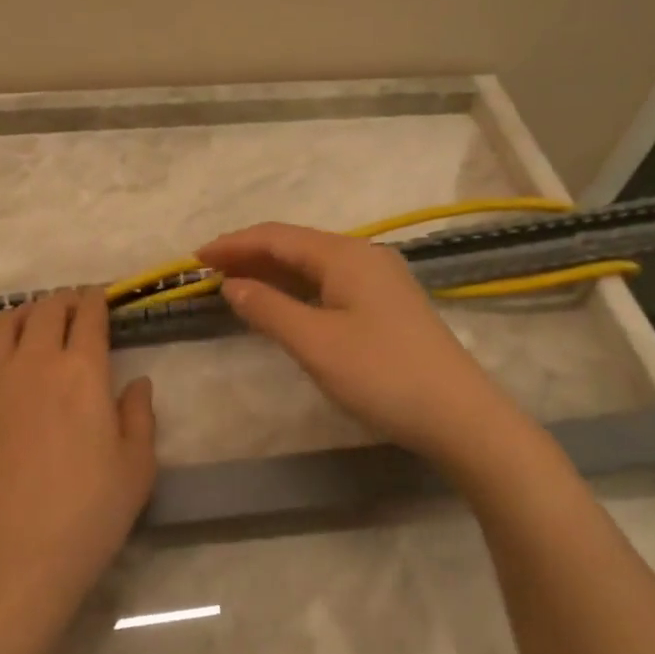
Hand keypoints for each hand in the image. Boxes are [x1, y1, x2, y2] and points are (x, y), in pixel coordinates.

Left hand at [0, 290, 156, 616]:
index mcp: (81, 372)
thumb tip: (137, 382)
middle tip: (70, 307)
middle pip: (45, 312)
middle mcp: (32, 364)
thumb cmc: (87, 517)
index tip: (99, 297)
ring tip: (25, 317)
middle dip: (62, 301)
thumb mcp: (137, 469)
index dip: (96, 300)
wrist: (12, 563)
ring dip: (17, 314)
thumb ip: (140, 416)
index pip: (89, 317)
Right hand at [197, 222, 523, 475]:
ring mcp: (379, 279)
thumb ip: (269, 309)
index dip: (233, 244)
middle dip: (249, 254)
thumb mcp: (315, 343)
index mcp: (345, 255)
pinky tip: (281, 303)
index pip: (277, 237)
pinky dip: (296, 289)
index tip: (195, 257)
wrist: (460, 416)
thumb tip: (232, 285)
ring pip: (313, 265)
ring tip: (234, 283)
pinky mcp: (386, 304)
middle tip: (208, 270)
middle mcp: (363, 256)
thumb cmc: (382, 375)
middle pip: (295, 245)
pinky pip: (329, 283)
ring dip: (272, 272)